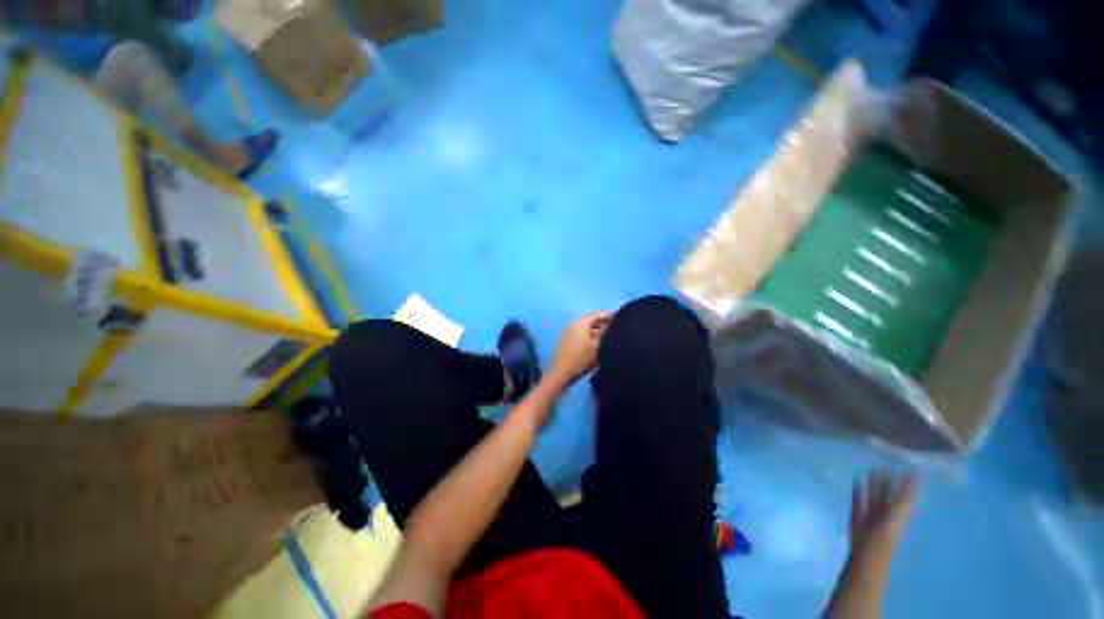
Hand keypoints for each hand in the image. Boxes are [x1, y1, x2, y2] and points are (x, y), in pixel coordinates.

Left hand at [548, 312, 611, 384]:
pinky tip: (598, 346)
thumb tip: (613, 321)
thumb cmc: (582, 358)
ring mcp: (569, 333)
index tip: (620, 320)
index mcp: (581, 322)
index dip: (610, 315)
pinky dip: (591, 338)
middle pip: (592, 321)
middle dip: (604, 325)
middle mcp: (574, 324)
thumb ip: (606, 331)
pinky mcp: (568, 341)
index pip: (598, 314)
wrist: (562, 373)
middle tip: (616, 332)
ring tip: (609, 340)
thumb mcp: (598, 345)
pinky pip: (582, 335)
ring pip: (587, 329)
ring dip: (598, 332)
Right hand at [850, 471, 916, 552]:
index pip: (898, 496)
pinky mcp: (856, 528)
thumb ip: (906, 496)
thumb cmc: (884, 540)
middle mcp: (885, 519)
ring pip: (870, 503)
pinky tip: (856, 485)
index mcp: (898, 516)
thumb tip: (915, 473)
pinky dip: (857, 498)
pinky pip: (858, 509)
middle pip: (884, 499)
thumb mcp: (898, 515)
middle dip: (882, 484)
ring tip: (865, 472)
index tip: (894, 466)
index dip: (898, 483)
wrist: (863, 568)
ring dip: (869, 489)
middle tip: (877, 466)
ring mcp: (870, 524)